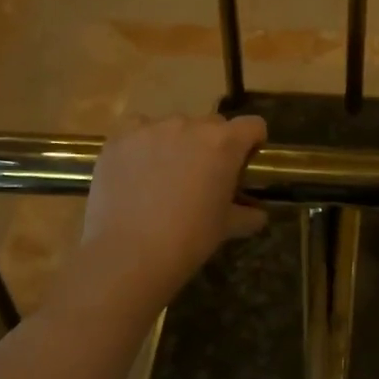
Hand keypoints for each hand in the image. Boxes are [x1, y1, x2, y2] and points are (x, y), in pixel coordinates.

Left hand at [81, 114, 267, 300]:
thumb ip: (247, 215)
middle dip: (212, 144)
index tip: (245, 161)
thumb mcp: (226, 227)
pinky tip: (136, 167)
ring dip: (177, 143)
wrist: (129, 254)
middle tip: (202, 175)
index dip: (252, 141)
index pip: (252, 125)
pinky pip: (137, 129)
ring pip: (174, 126)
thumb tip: (258, 215)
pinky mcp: (120, 138)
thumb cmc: (188, 239)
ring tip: (164, 175)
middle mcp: (190, 126)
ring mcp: (152, 129)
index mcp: (224, 143)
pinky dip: (142, 142)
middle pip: (212, 124)